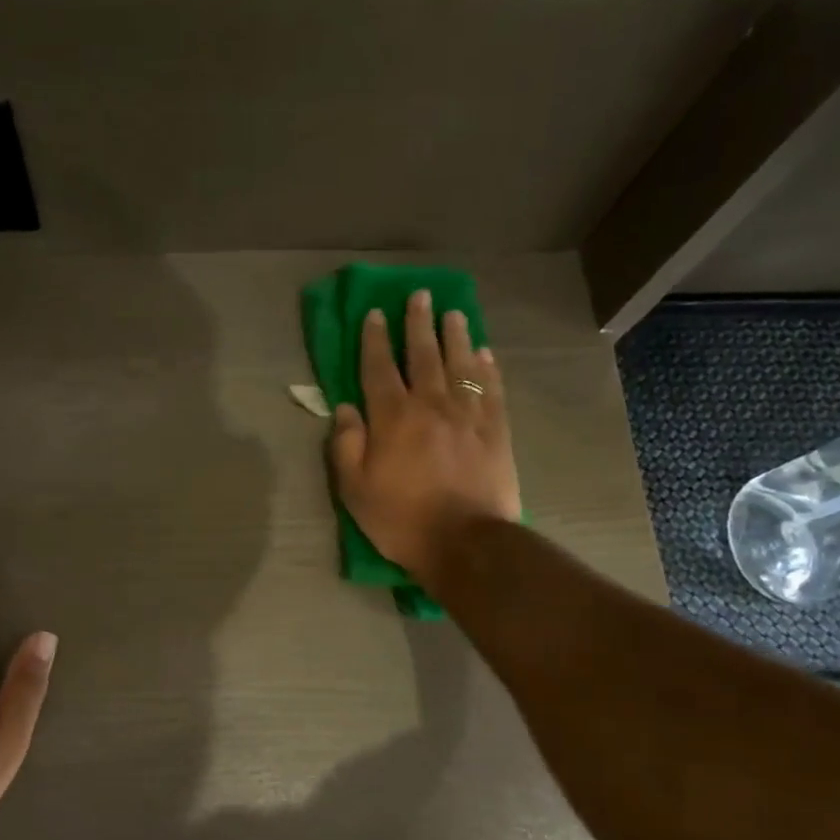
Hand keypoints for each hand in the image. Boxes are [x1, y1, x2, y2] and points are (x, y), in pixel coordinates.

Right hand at [329, 288, 519, 583]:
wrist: (465, 543)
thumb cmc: (401, 520)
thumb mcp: (354, 490)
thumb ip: (346, 445)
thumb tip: (344, 409)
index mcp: (393, 418)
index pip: (380, 368)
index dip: (376, 339)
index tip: (375, 314)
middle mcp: (431, 405)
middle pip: (424, 355)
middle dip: (419, 324)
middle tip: (420, 296)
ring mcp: (468, 416)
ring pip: (461, 365)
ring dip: (456, 336)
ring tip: (453, 314)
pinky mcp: (496, 431)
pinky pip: (492, 389)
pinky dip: (488, 368)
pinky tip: (485, 354)